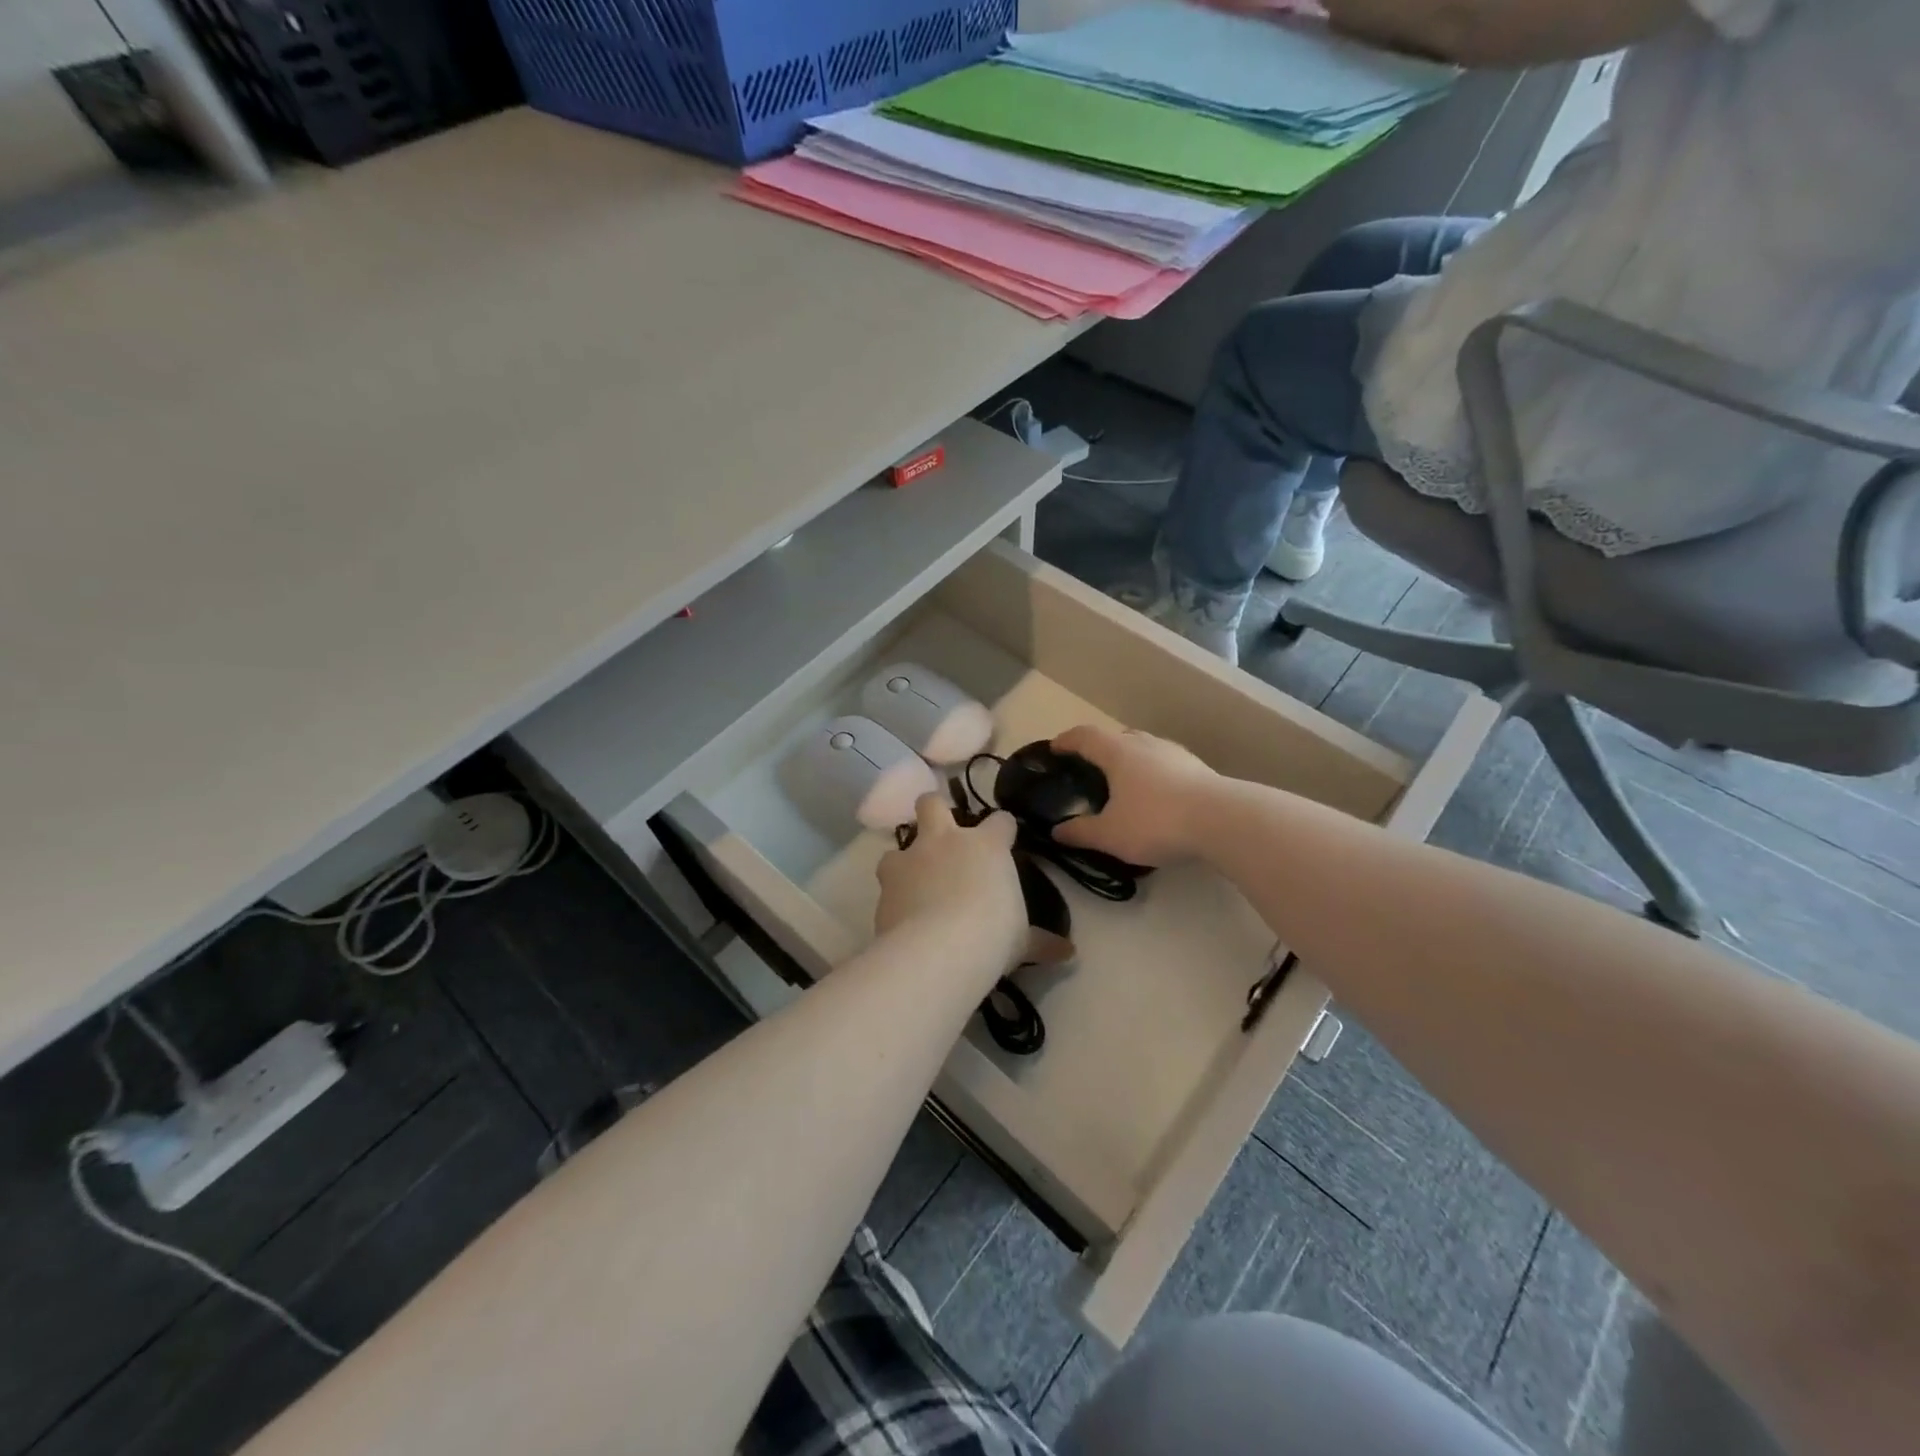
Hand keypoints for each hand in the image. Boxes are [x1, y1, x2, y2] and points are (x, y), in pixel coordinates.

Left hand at [876, 794, 1025, 969]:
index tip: (1005, 839)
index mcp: (986, 846)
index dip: (1003, 829)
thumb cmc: (992, 935)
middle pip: (932, 803)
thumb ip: (1040, 942)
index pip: (1000, 821)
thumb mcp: (1021, 941)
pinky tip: (900, 915)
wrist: (938, 950)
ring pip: (897, 843)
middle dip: (934, 811)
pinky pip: (886, 882)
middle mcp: (945, 841)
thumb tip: (1067, 953)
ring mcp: (910, 859)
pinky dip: (893, 894)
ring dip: (904, 859)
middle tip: (940, 834)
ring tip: (912, 881)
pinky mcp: (885, 885)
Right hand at [1049, 725, 1218, 866]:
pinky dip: (1153, 774)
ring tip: (1125, 784)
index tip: (1054, 748)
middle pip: (1116, 737)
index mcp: (1118, 752)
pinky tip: (1157, 797)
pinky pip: (1166, 764)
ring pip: (1145, 748)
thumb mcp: (1111, 835)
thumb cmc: (1156, 821)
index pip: (1085, 736)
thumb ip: (1081, 832)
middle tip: (1091, 769)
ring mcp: (1176, 753)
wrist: (1223, 821)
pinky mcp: (1199, 768)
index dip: (1066, 741)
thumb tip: (1057, 832)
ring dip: (1130, 760)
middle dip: (1100, 749)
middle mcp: (1146, 744)